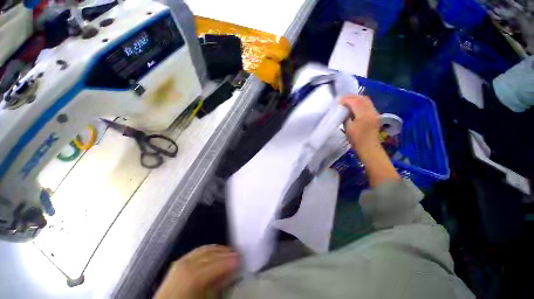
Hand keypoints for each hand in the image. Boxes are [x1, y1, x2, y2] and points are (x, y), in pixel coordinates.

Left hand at [154, 245, 239, 298]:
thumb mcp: (206, 298)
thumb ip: (218, 285)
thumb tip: (231, 273)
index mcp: (189, 280)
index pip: (212, 266)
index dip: (227, 262)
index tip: (240, 259)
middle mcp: (183, 268)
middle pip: (208, 255)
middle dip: (225, 253)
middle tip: (237, 254)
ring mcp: (179, 263)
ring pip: (203, 250)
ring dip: (218, 250)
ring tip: (229, 252)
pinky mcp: (179, 262)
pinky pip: (197, 251)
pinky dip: (209, 249)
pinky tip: (215, 251)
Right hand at [340, 95, 380, 154]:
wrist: (369, 147)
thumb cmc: (356, 139)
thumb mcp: (348, 128)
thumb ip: (346, 117)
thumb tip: (343, 110)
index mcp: (363, 114)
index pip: (354, 102)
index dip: (345, 100)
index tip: (337, 101)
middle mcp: (371, 111)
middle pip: (362, 98)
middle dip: (351, 97)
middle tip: (342, 99)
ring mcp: (374, 112)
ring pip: (366, 100)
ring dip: (356, 99)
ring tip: (347, 101)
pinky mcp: (375, 115)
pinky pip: (368, 104)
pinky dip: (360, 102)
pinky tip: (354, 106)